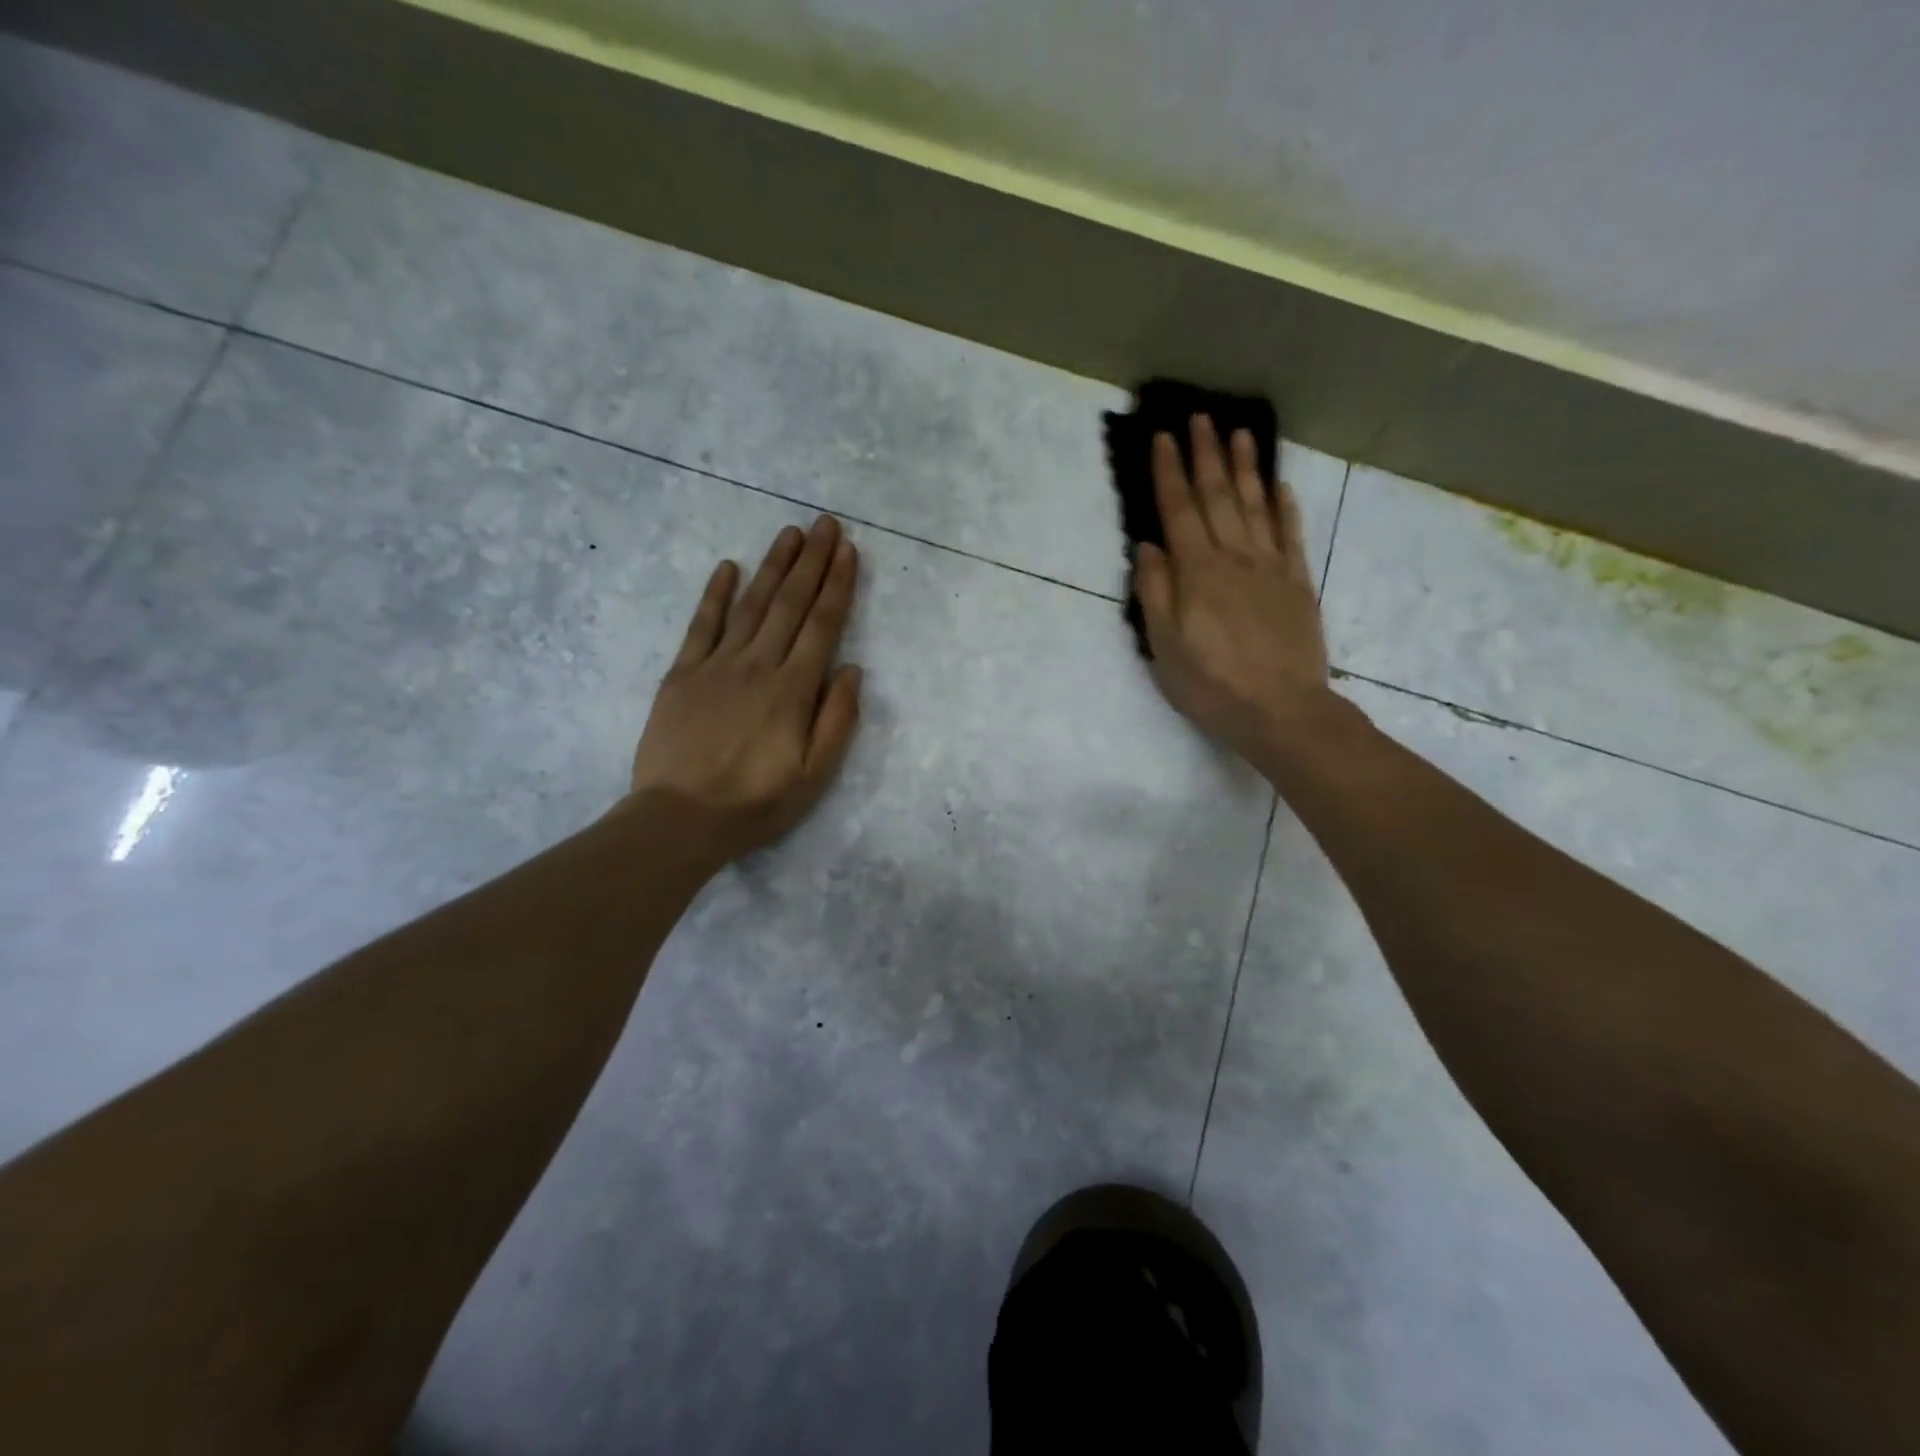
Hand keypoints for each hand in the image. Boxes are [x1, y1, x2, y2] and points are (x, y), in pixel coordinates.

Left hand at [629, 515, 862, 865]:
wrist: (681, 819)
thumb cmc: (756, 802)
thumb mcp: (815, 776)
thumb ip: (837, 720)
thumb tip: (853, 670)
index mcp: (793, 690)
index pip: (822, 626)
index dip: (838, 585)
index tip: (849, 551)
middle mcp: (758, 666)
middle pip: (789, 604)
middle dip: (812, 562)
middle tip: (825, 524)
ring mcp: (716, 666)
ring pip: (751, 605)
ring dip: (772, 566)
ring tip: (790, 533)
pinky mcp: (682, 674)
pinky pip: (701, 625)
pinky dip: (715, 594)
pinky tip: (728, 567)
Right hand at [1133, 416, 1333, 762]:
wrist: (1282, 710)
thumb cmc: (1211, 684)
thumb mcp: (1165, 646)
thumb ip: (1155, 592)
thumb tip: (1148, 546)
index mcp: (1197, 572)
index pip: (1179, 510)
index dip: (1169, 472)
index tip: (1163, 436)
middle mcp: (1234, 557)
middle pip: (1218, 496)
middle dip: (1207, 454)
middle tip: (1201, 417)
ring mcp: (1271, 567)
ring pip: (1256, 505)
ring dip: (1246, 467)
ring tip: (1239, 433)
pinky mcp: (1297, 583)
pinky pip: (1290, 534)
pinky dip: (1283, 506)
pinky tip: (1279, 485)